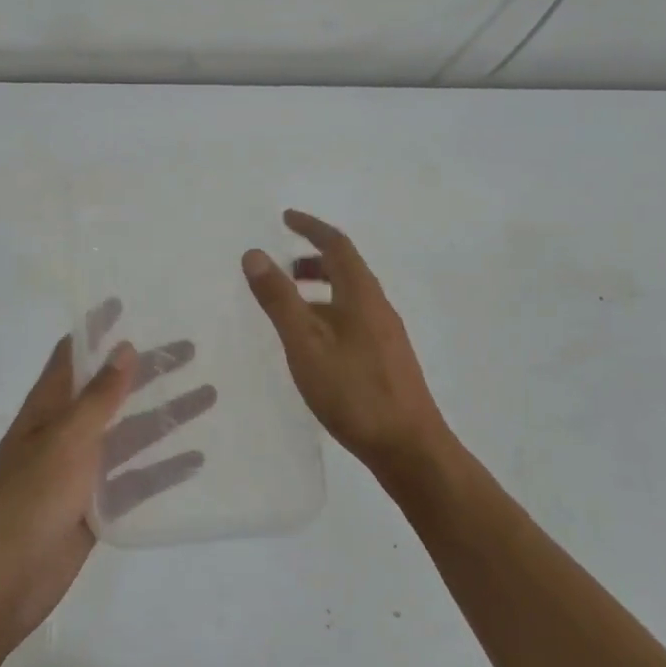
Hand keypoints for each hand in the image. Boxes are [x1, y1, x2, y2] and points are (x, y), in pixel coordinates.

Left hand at [0, 314, 211, 656]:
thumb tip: (124, 348)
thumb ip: (98, 398)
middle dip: (147, 372)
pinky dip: (162, 469)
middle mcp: (63, 434)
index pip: (72, 357)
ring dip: (164, 417)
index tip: (124, 304)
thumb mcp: (65, 441)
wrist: (1, 583)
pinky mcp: (95, 508)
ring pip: (129, 436)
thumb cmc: (28, 500)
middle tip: (190, 351)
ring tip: (208, 397)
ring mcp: (80, 473)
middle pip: (111, 393)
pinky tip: (196, 459)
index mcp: (46, 410)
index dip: (96, 330)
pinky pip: (134, 481)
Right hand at [242, 209, 451, 483]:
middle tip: (282, 267)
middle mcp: (378, 307)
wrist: (409, 448)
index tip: (286, 218)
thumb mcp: (305, 343)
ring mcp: (386, 335)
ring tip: (290, 306)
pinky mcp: (387, 360)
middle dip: (313, 259)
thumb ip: (279, 299)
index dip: (311, 227)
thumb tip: (255, 253)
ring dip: (319, 289)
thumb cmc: (354, 392)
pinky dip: (328, 313)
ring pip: (350, 297)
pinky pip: (354, 319)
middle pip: (346, 269)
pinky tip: (314, 344)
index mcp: (362, 295)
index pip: (337, 245)